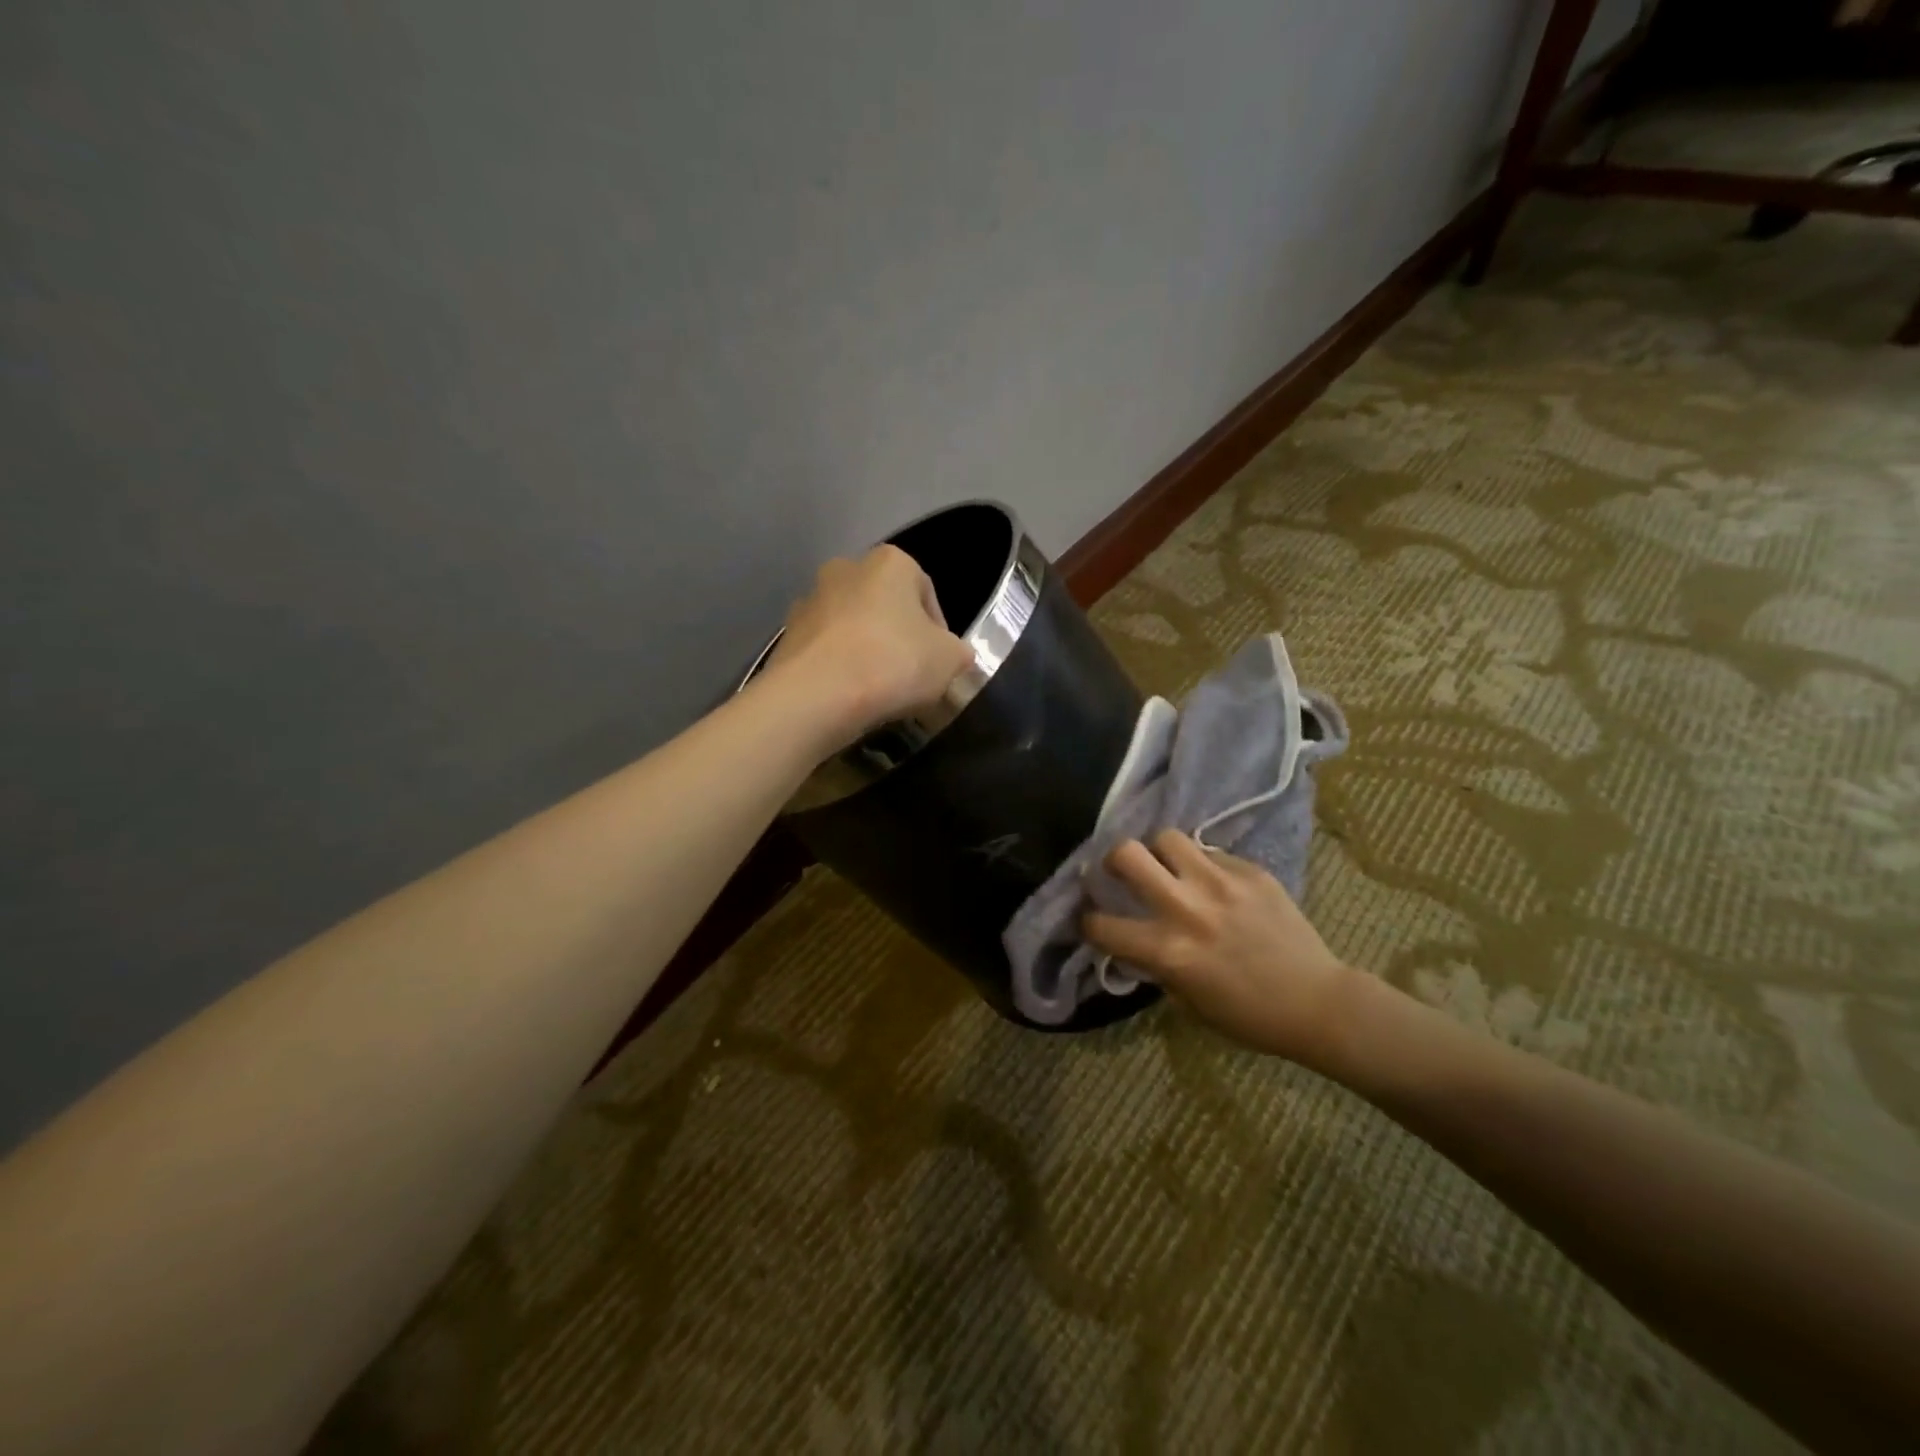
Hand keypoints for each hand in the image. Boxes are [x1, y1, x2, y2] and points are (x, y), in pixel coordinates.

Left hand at [766, 545, 974, 748]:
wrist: (816, 696)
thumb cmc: (893, 664)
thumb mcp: (950, 660)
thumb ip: (957, 652)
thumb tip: (951, 656)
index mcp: (890, 562)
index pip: (926, 593)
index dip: (939, 632)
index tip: (939, 664)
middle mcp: (845, 569)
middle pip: (884, 606)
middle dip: (897, 636)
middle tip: (909, 675)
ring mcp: (809, 601)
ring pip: (850, 627)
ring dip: (864, 651)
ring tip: (876, 691)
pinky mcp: (785, 637)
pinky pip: (823, 651)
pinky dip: (836, 669)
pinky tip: (846, 697)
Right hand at [1084, 830, 1353, 1066]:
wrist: (1318, 1003)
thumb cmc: (1249, 1016)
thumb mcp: (1188, 1001)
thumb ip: (1157, 965)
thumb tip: (1137, 941)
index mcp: (1168, 951)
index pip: (1102, 925)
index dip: (1090, 923)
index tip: (1095, 921)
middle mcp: (1187, 908)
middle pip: (1126, 853)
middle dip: (1113, 860)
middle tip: (1122, 872)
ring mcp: (1220, 883)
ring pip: (1168, 837)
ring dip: (1159, 852)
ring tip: (1169, 866)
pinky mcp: (1250, 871)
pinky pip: (1211, 852)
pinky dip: (1203, 864)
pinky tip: (1215, 883)